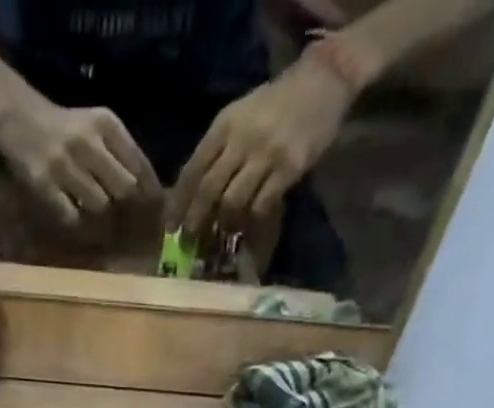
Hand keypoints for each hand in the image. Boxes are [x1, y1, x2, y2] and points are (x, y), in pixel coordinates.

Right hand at [0, 94, 160, 226]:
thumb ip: (122, 153)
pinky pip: (72, 217)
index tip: (156, 210)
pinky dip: (77, 223)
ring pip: (100, 205)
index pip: (139, 164)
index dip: (150, 191)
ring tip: (93, 210)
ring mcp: (65, 165)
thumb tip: (148, 193)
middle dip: (126, 205)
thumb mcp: (97, 127)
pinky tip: (75, 216)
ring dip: (100, 213)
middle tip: (125, 218)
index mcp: (106, 124)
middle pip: (124, 188)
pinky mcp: (44, 185)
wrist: (20, 118)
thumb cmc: (66, 128)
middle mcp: (88, 142)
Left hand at [171, 59, 354, 237]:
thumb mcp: (239, 117)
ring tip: (220, 236)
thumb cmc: (274, 105)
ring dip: (223, 224)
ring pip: (233, 201)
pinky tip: (248, 226)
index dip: (179, 202)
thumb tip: (194, 194)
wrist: (322, 81)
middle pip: (209, 190)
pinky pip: (262, 205)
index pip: (193, 168)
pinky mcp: (289, 168)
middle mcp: (242, 139)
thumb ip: (218, 150)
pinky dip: (251, 220)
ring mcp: (266, 153)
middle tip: (189, 241)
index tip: (170, 226)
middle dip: (196, 220)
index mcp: (224, 124)